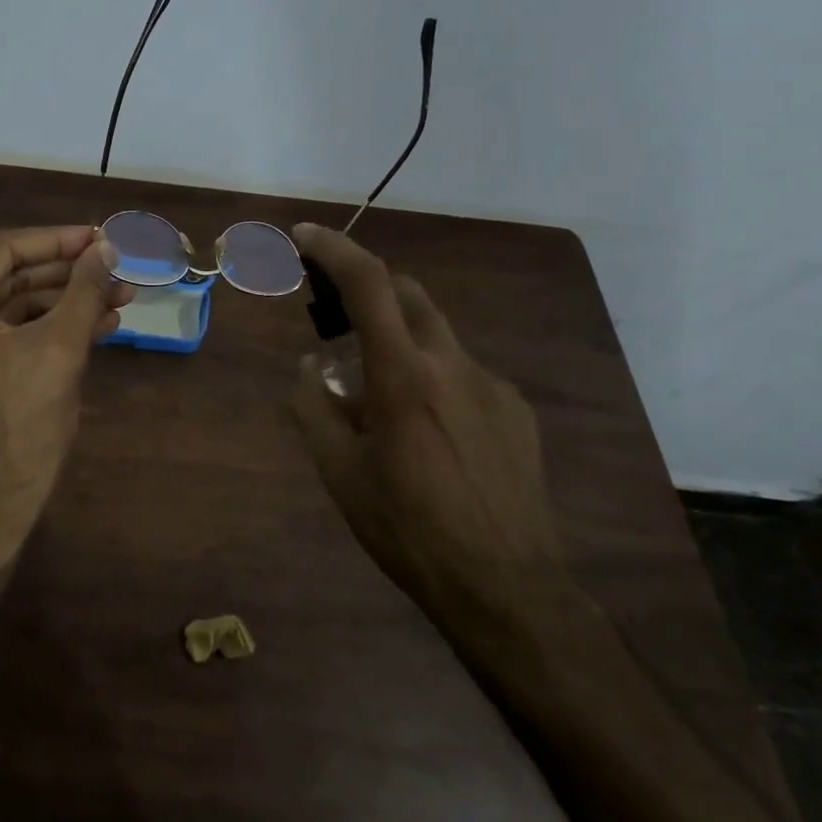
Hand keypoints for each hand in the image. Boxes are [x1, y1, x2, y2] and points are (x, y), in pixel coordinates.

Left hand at [0, 226, 130, 551]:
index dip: (58, 241)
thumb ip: (84, 289)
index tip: (101, 237)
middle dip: (69, 276)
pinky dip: (51, 330)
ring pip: (16, 308)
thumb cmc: (21, 422)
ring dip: (67, 303)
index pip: (4, 251)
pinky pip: (11, 336)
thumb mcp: (60, 347)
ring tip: (121, 298)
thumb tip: (108, 248)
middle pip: (11, 278)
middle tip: (117, 270)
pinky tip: (100, 326)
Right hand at [288, 223, 576, 651]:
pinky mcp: (517, 411)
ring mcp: (493, 385)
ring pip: (437, 337)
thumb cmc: (407, 529)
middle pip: (409, 295)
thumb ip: (313, 407)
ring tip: (384, 403)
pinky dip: (436, 379)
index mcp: (403, 376)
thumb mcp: (339, 473)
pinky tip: (432, 434)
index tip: (305, 236)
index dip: (334, 249)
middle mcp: (453, 364)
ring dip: (402, 343)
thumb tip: (308, 366)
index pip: (368, 285)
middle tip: (339, 325)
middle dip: (370, 291)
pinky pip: (465, 374)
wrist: (505, 585)